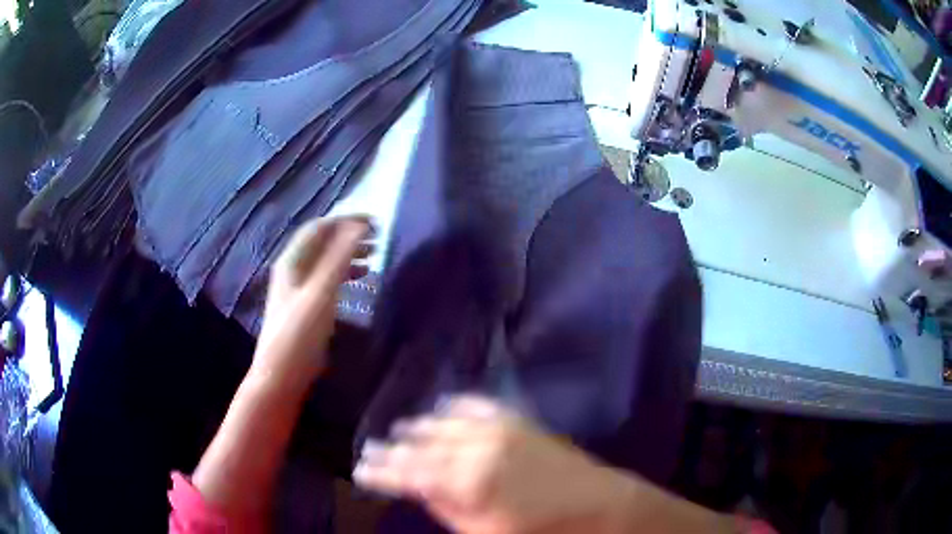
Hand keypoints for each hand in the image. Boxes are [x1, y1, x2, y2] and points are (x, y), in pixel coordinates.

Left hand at [251, 215, 372, 391]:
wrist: (281, 375)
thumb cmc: (299, 334)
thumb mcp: (321, 294)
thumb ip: (339, 259)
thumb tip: (359, 227)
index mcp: (292, 261)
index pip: (319, 227)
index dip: (346, 220)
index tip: (375, 222)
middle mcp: (293, 270)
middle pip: (322, 242)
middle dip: (350, 236)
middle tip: (379, 238)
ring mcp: (297, 289)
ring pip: (326, 261)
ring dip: (349, 254)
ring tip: (375, 256)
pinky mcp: (305, 306)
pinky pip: (327, 279)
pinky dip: (345, 274)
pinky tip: (361, 281)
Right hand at [353, 396, 635, 533]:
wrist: (600, 507)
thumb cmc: (542, 532)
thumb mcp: (485, 532)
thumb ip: (446, 509)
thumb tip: (418, 490)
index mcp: (466, 482)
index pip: (410, 473)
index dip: (383, 472)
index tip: (361, 470)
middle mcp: (477, 448)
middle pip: (422, 446)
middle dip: (394, 450)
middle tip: (372, 449)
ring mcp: (500, 430)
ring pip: (445, 423)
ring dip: (421, 428)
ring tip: (401, 431)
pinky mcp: (519, 421)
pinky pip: (479, 407)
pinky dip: (458, 407)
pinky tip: (445, 406)